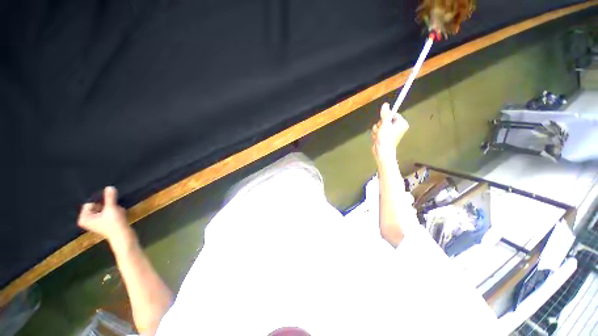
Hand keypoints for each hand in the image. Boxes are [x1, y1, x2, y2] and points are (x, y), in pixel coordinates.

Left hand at [78, 186, 131, 243]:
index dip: (101, 204)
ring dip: (112, 209)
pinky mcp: (103, 223)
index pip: (90, 203)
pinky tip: (119, 216)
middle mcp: (87, 220)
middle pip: (97, 206)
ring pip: (104, 209)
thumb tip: (109, 187)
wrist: (123, 236)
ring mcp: (95, 223)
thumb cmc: (114, 224)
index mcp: (84, 218)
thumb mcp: (111, 208)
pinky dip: (114, 212)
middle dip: (107, 207)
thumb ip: (110, 197)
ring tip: (117, 215)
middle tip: (113, 213)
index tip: (107, 210)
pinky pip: (108, 213)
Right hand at [372, 102, 408, 163]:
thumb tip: (385, 104)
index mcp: (401, 123)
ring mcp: (390, 132)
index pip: (393, 114)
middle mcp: (397, 127)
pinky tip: (377, 138)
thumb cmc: (386, 138)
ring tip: (378, 135)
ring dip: (377, 129)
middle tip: (381, 129)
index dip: (386, 116)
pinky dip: (376, 134)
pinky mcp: (384, 136)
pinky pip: (378, 131)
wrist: (382, 151)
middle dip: (380, 124)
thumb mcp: (385, 124)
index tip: (383, 120)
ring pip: (380, 125)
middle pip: (385, 119)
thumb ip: (385, 114)